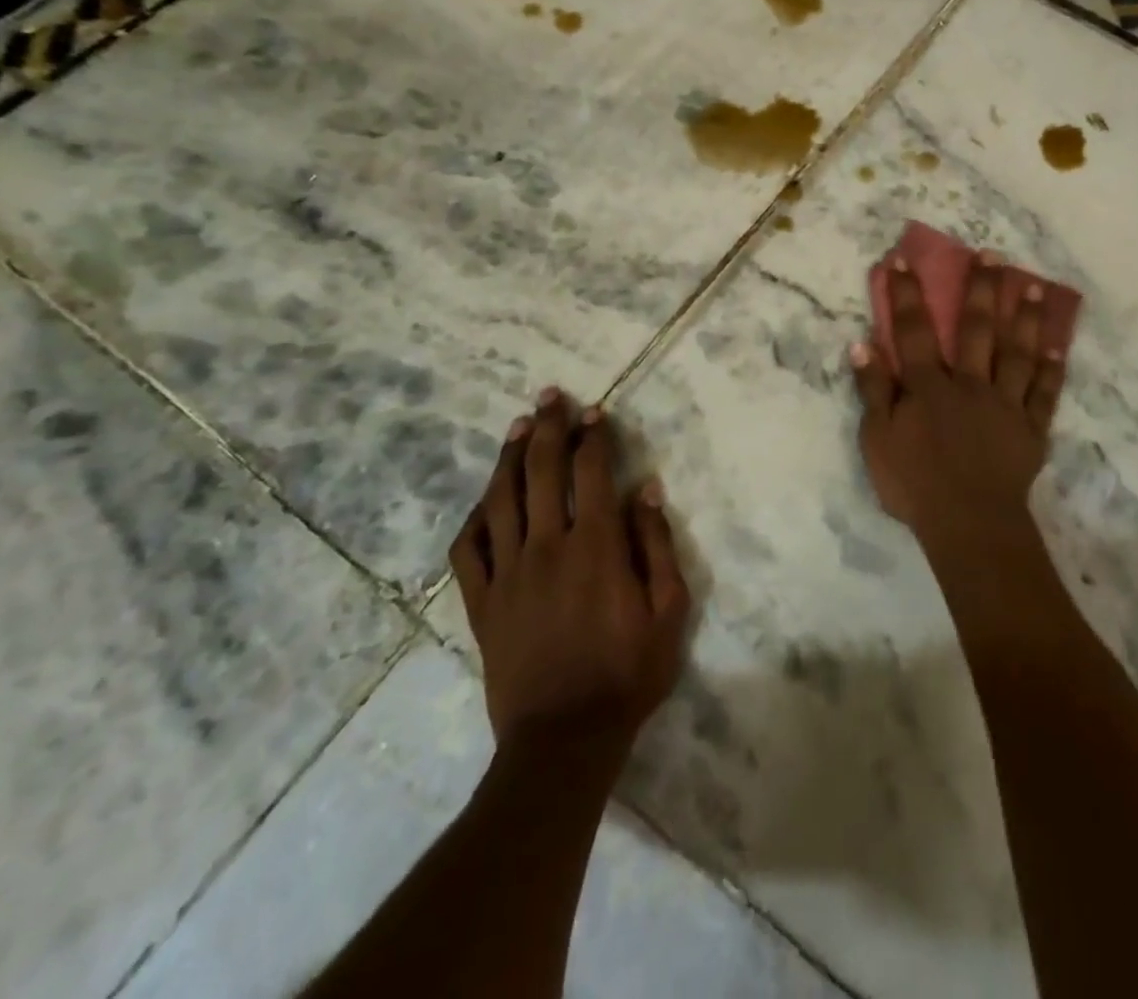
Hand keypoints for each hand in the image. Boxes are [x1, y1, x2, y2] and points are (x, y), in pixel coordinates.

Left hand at [448, 389, 689, 757]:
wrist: (563, 740)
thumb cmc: (627, 673)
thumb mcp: (668, 611)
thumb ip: (657, 545)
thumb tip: (645, 490)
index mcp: (595, 546)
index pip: (591, 472)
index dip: (593, 436)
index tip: (596, 412)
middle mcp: (546, 547)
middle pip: (542, 471)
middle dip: (548, 428)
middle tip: (550, 396)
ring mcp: (507, 573)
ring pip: (501, 499)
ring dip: (509, 457)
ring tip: (518, 427)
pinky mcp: (482, 602)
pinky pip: (468, 548)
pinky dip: (475, 517)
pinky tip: (484, 500)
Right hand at [850, 252, 1066, 547]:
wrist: (968, 523)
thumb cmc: (915, 483)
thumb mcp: (877, 439)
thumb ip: (873, 390)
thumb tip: (862, 344)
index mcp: (929, 385)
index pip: (914, 330)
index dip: (906, 294)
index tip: (902, 259)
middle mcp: (969, 383)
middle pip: (975, 329)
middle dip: (981, 289)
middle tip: (992, 254)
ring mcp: (1005, 403)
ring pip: (1017, 352)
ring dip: (1025, 317)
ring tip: (1035, 285)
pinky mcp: (1031, 427)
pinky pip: (1044, 392)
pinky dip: (1052, 368)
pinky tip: (1057, 345)